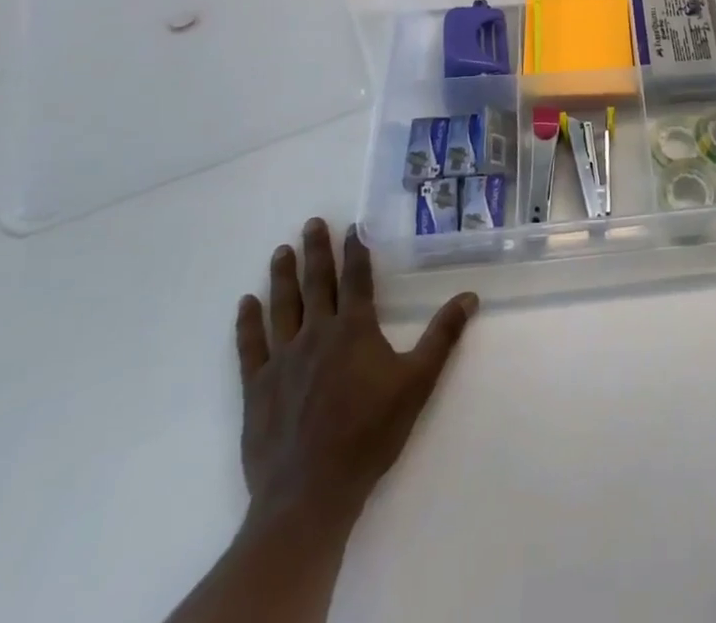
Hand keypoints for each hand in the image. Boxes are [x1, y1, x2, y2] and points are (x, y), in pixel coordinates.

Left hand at [235, 219, 476, 530]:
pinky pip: (250, 346)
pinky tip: (246, 303)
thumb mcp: (417, 383)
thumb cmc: (369, 434)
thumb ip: (442, 337)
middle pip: (316, 283)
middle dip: (315, 251)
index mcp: (354, 329)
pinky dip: (248, 322)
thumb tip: (469, 296)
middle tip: (310, 223)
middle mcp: (316, 333)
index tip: (352, 227)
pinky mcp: (257, 387)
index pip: (355, 278)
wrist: (310, 493)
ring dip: (282, 276)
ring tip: (281, 251)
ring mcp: (282, 359)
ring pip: (282, 306)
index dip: (355, 250)